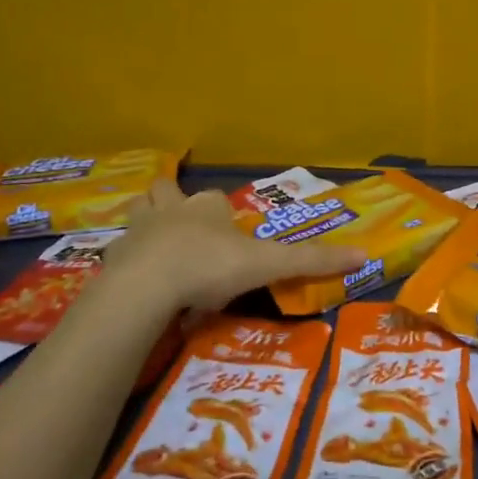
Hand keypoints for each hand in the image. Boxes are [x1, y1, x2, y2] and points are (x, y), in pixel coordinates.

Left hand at [101, 180, 367, 314]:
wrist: (146, 286)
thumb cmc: (210, 266)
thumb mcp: (268, 265)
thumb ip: (312, 260)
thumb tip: (363, 254)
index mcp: (207, 207)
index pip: (216, 199)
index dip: (222, 213)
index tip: (230, 236)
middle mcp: (171, 209)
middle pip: (166, 192)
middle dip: (172, 201)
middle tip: (181, 226)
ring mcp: (138, 231)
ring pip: (138, 212)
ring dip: (146, 222)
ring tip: (155, 245)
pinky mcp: (113, 258)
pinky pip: (120, 253)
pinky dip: (128, 261)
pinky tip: (136, 282)